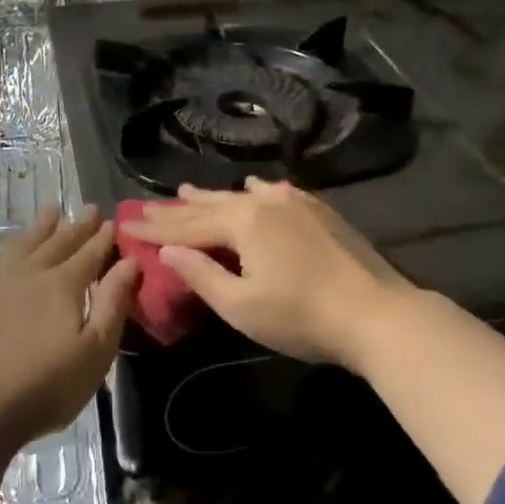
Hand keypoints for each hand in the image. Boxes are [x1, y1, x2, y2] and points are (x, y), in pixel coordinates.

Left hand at [0, 206, 141, 451]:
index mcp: (63, 285)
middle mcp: (29, 277)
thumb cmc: (45, 385)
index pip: (89, 254)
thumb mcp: (96, 349)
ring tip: (48, 212)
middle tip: (87, 208)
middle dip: (75, 226)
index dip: (102, 238)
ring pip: (18, 250)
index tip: (112, 220)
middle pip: (56, 244)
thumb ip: (114, 302)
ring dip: (36, 231)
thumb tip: (130, 262)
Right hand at [120, 178, 413, 368]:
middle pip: (211, 206)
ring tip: (186, 190)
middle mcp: (265, 203)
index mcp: (242, 223)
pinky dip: (254, 192)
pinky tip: (253, 186)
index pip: (187, 226)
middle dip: (177, 209)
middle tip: (147, 206)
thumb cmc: (301, 317)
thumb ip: (201, 274)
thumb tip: (167, 252)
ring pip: (242, 196)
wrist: (377, 314)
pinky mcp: (319, 212)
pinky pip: (275, 193)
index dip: (156, 230)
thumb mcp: (241, 305)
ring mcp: (296, 203)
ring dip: (211, 196)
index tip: (127, 225)